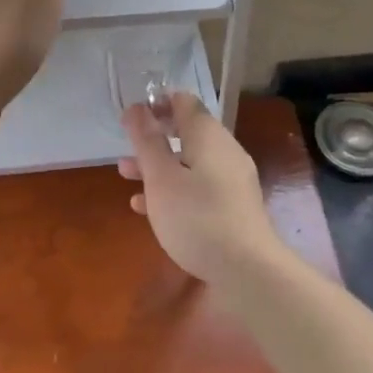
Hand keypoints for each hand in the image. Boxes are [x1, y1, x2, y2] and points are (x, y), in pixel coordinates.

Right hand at [118, 93, 285, 282]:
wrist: (247, 269)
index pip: (183, 102)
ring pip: (189, 162)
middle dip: (153, 139)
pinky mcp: (233, 206)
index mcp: (208, 135)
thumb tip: (137, 108)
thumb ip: (147, 140)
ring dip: (158, 166)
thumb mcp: (161, 177)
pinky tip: (149, 209)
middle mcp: (224, 150)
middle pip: (186, 133)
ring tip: (127, 178)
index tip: (131, 118)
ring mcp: (232, 179)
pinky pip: (199, 187)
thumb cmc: (196, 216)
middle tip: (126, 150)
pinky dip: (174, 189)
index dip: (156, 104)